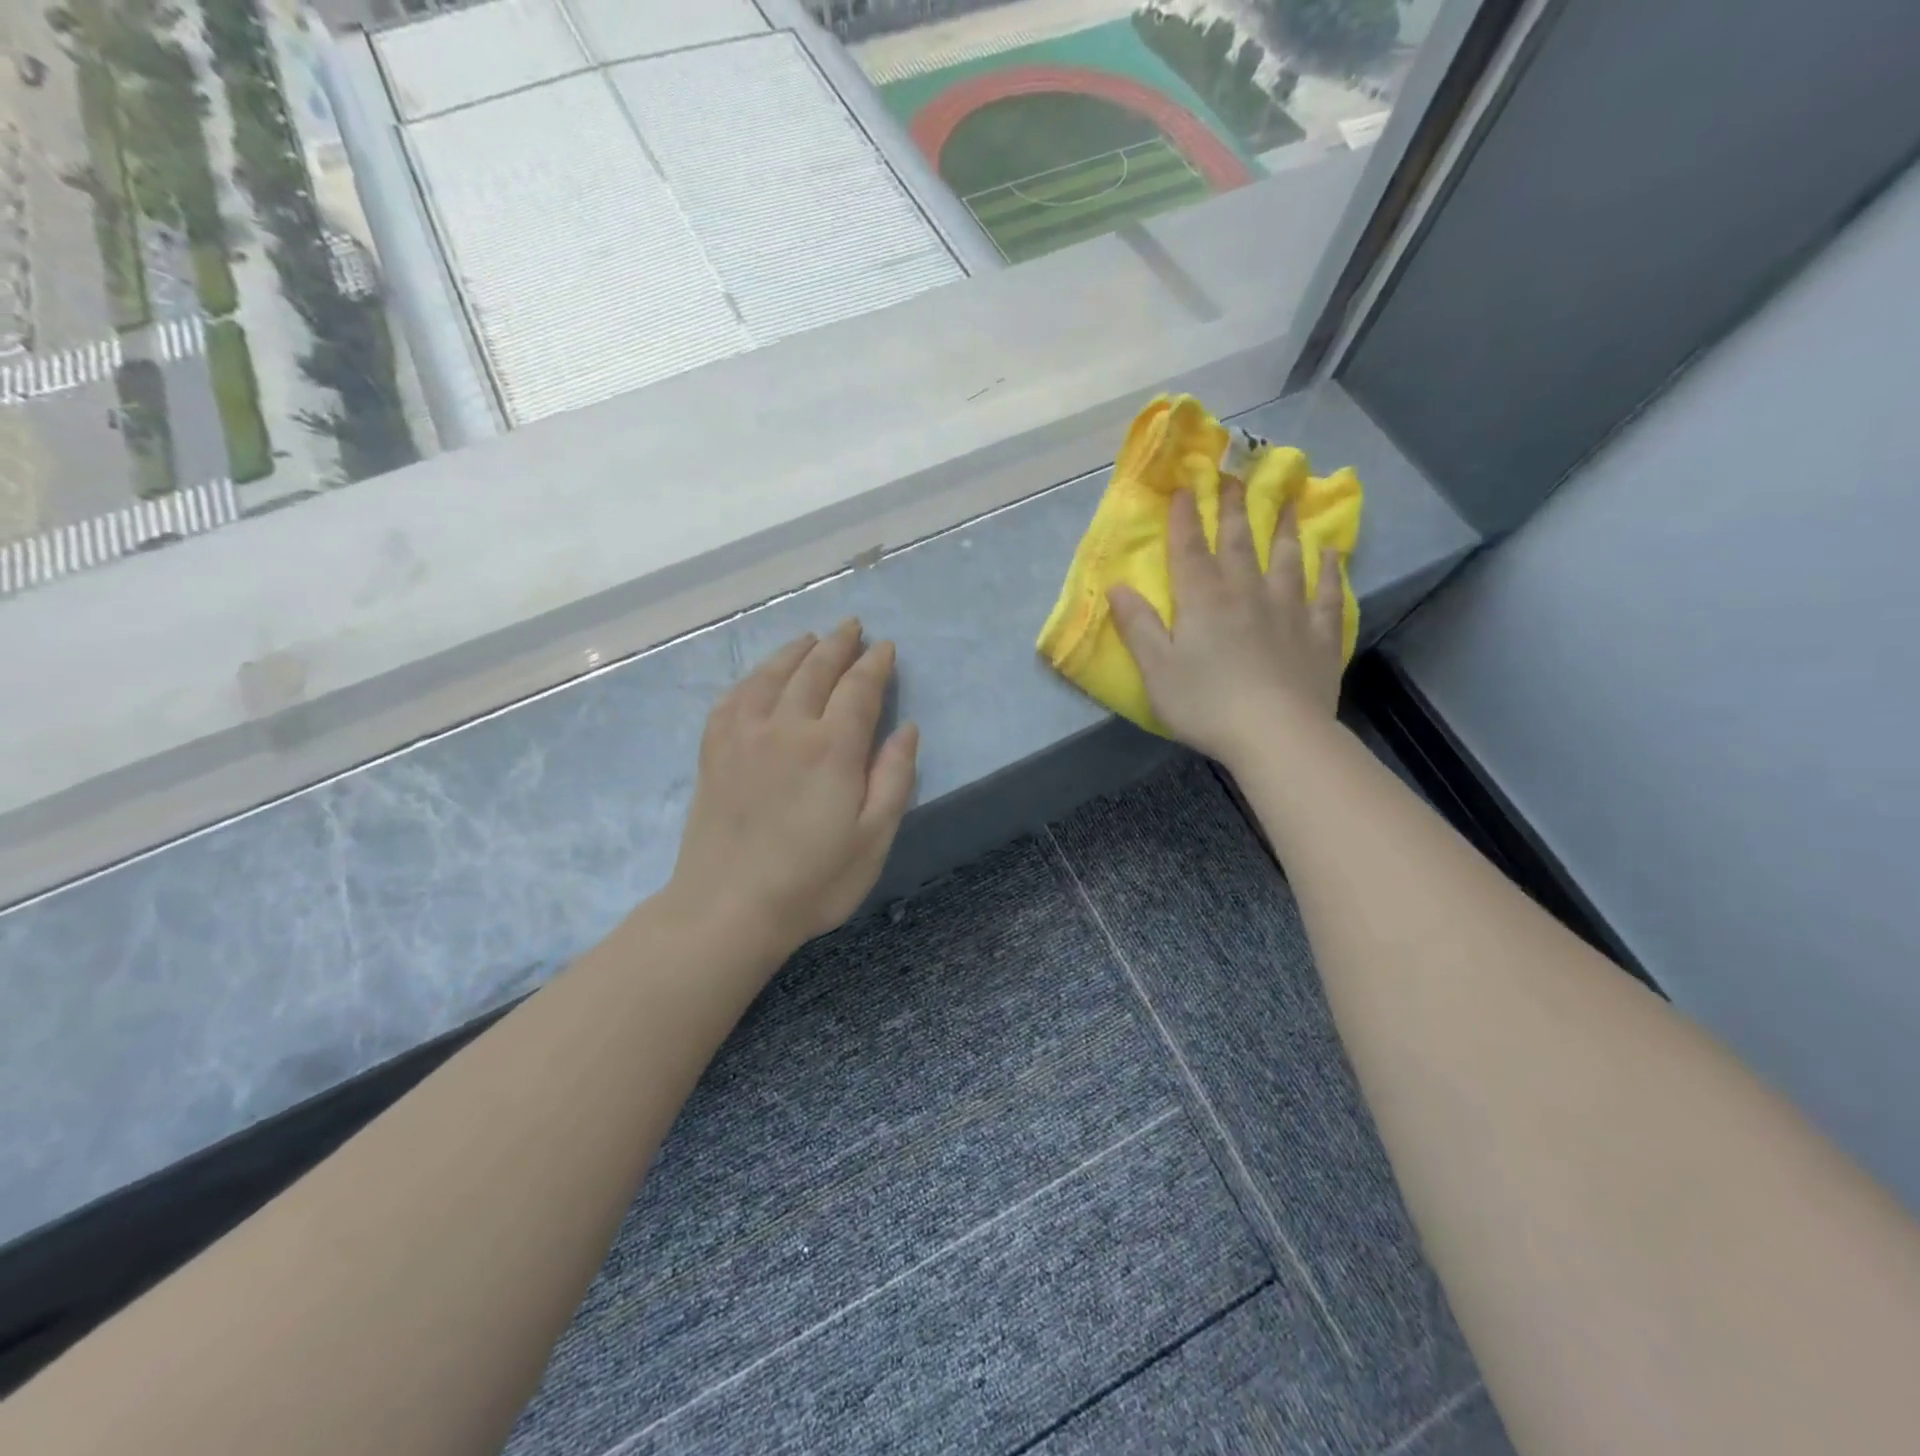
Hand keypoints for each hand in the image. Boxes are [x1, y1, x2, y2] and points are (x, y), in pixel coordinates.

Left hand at [669, 620, 918, 956]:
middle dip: (838, 644)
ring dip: (796, 651)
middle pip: (816, 669)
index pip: (859, 688)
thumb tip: (906, 730)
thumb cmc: (812, 881)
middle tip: (852, 626)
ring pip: (773, 674)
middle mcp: (787, 726)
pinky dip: (753, 677)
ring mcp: (744, 735)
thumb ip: (893, 778)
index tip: (885, 647)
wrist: (727, 908)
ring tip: (812, 638)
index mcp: (832, 747)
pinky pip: (734, 696)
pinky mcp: (714, 750)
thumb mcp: (873, 839)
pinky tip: (760, 676)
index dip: (875, 664)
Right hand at [1109, 481, 1344, 767]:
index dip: (1185, 517)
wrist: (1276, 734)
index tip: (1185, 486)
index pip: (1189, 549)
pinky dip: (1330, 570)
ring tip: (1287, 501)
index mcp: (1203, 600)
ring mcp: (1288, 610)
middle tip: (1237, 476)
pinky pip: (1326, 594)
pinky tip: (1332, 553)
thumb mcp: (1156, 670)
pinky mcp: (1318, 634)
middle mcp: (1246, 593)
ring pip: (1287, 558)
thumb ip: (1137, 626)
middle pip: (1239, 543)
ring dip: (1284, 528)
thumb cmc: (1206, 704)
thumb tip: (1118, 586)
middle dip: (1233, 509)